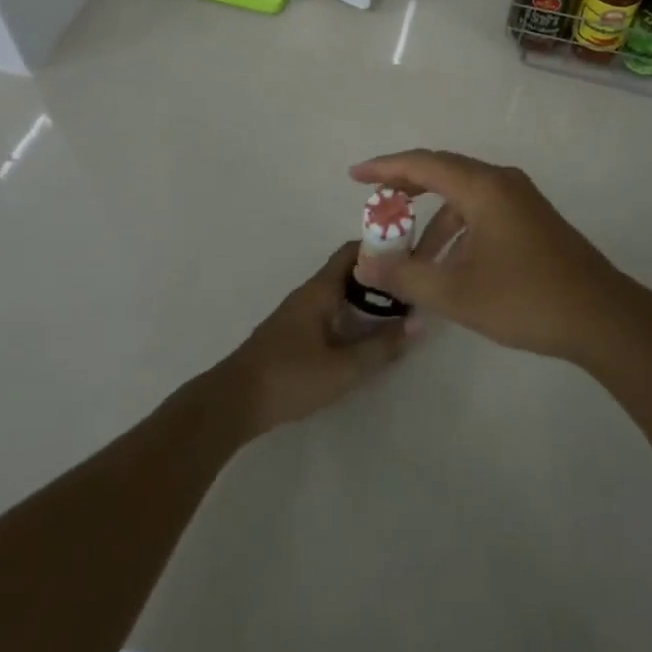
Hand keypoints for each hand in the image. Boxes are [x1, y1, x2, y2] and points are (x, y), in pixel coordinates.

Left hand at [216, 242, 411, 436]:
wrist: (233, 403)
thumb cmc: (290, 378)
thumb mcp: (343, 368)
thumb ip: (381, 346)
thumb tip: (418, 323)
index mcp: (320, 290)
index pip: (353, 252)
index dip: (381, 248)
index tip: (410, 257)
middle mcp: (309, 293)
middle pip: (348, 271)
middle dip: (379, 276)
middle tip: (411, 289)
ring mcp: (298, 313)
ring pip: (339, 293)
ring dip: (365, 297)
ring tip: (395, 312)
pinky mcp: (292, 334)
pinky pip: (329, 311)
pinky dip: (350, 314)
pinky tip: (363, 335)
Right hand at [348, 150, 639, 362]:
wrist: (601, 316)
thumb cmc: (526, 299)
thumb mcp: (456, 293)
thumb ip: (406, 275)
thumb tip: (365, 264)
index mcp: (483, 187)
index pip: (423, 164)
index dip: (385, 168)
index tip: (355, 176)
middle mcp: (502, 182)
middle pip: (444, 172)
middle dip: (406, 189)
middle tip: (376, 208)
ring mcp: (522, 199)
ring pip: (464, 196)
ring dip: (434, 220)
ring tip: (411, 257)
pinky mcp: (533, 219)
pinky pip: (483, 210)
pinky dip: (458, 228)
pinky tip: (449, 263)